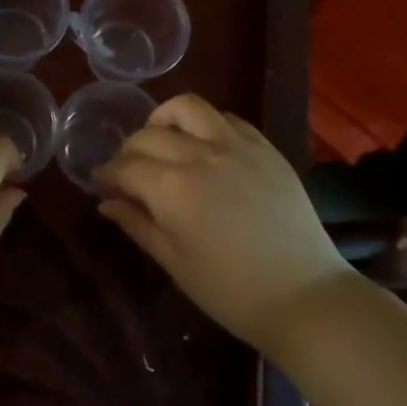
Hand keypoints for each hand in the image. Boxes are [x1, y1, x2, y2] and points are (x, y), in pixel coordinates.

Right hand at [94, 94, 350, 353]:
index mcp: (172, 188)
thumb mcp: (175, 263)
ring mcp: (236, 145)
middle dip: (128, 151)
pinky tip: (203, 146)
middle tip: (127, 172)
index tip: (101, 184)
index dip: (107, 174)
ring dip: (164, 119)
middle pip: (149, 135)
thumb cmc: (232, 291)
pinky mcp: (264, 147)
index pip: (125, 166)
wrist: (305, 297)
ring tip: (162, 140)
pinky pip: (226, 118)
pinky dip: (204, 124)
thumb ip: (138, 225)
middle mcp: (200, 154)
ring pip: (187, 107)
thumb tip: (107, 203)